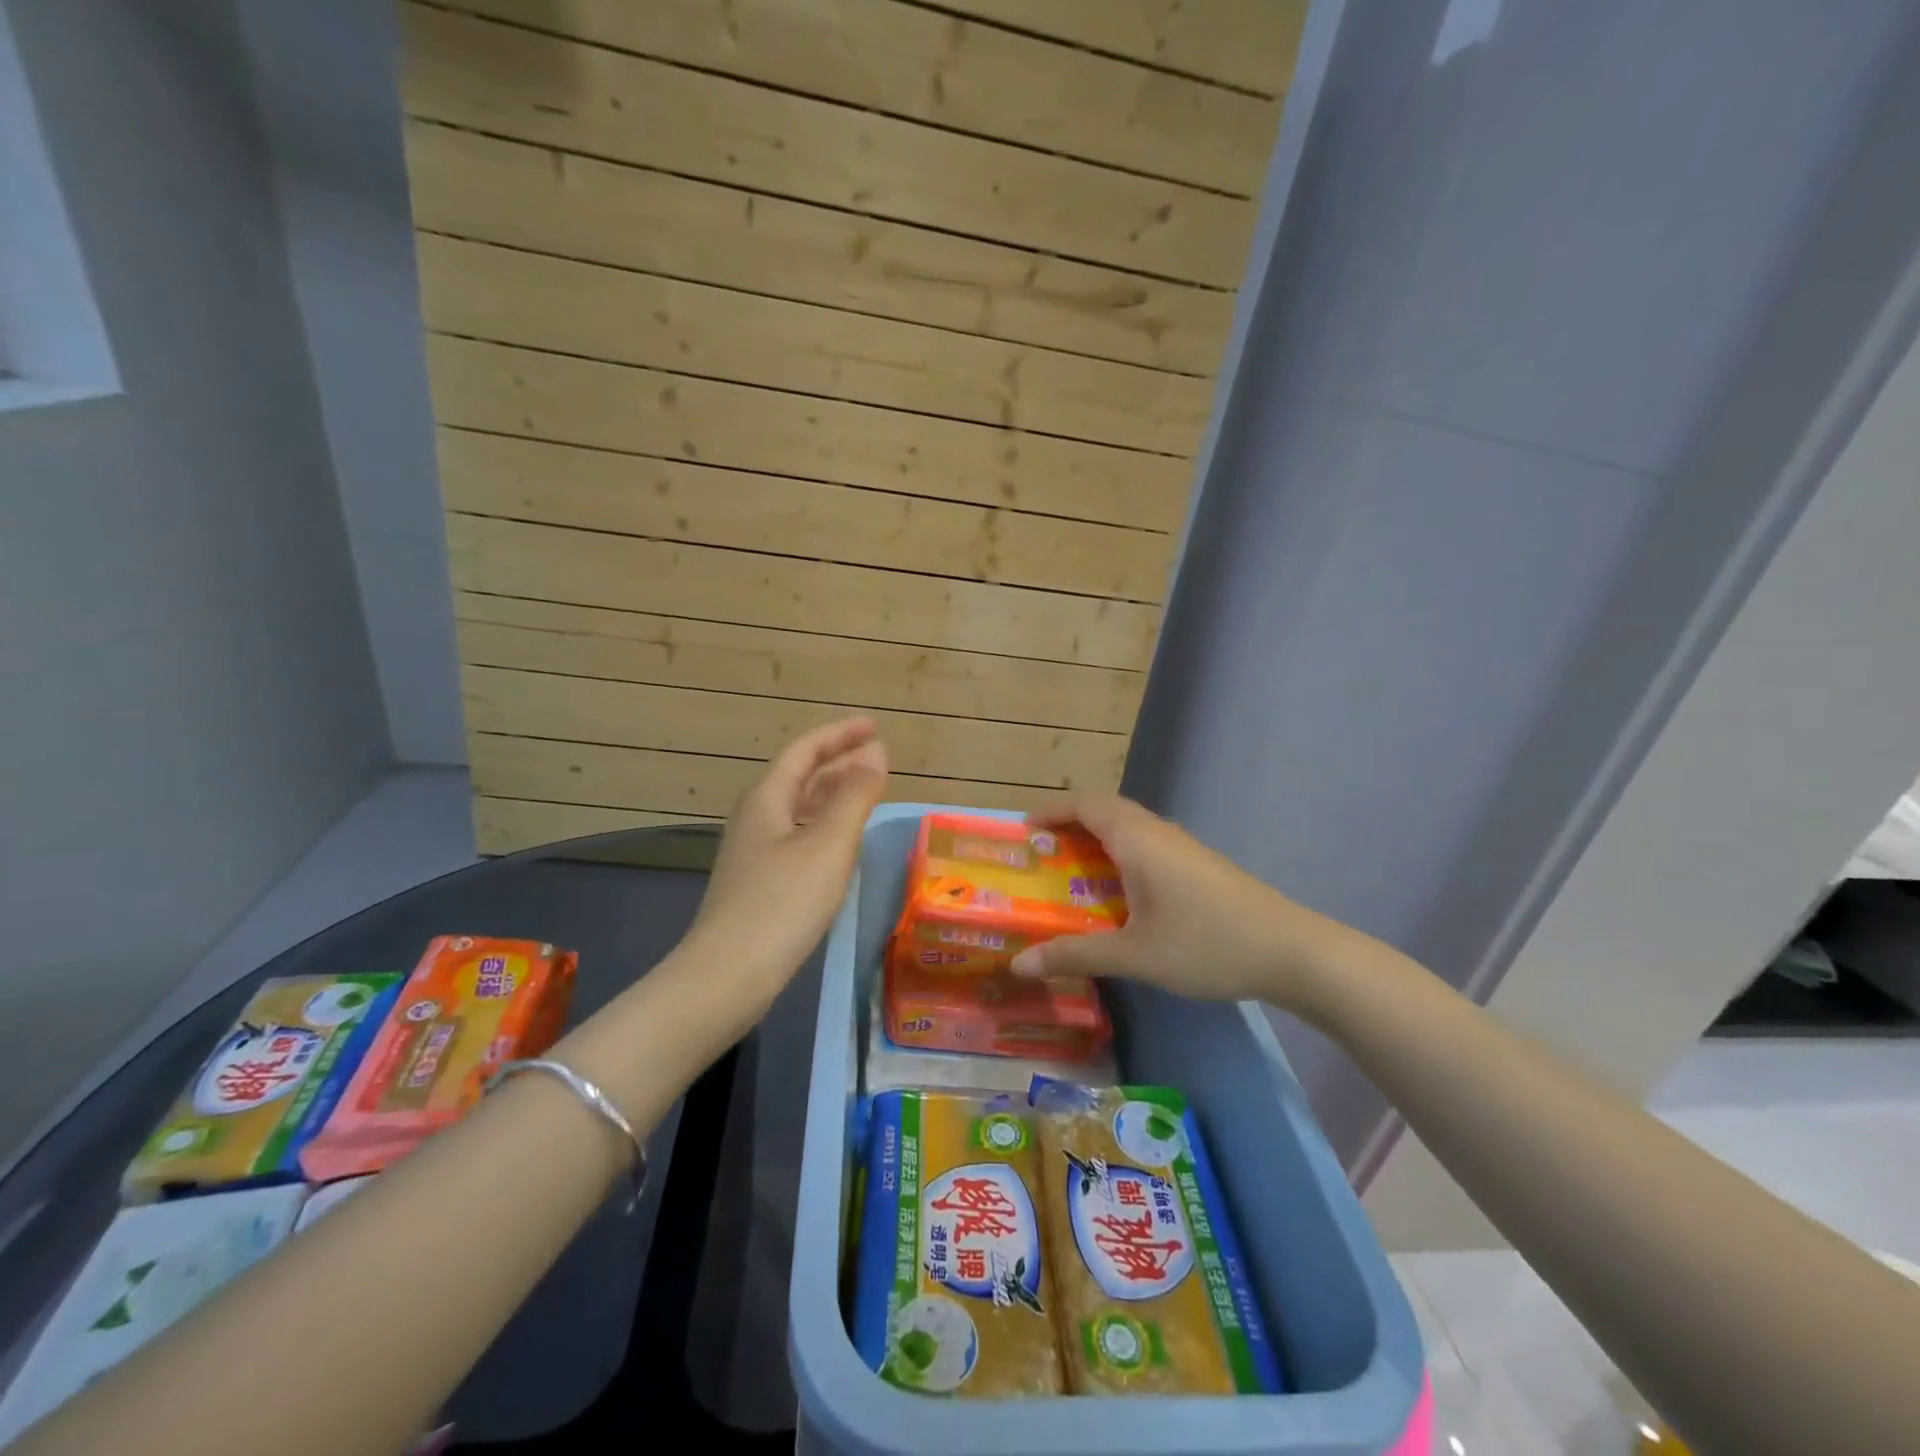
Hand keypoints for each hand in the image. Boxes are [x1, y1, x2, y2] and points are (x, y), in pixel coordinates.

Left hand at [682, 717, 888, 1009]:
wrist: (726, 977)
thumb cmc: (781, 904)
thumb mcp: (827, 845)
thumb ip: (854, 796)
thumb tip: (876, 753)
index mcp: (767, 799)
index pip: (805, 750)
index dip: (840, 734)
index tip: (874, 725)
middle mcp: (757, 818)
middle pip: (800, 777)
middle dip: (839, 762)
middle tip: (879, 759)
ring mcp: (755, 853)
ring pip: (799, 809)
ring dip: (833, 795)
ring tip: (868, 793)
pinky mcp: (760, 883)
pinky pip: (799, 838)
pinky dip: (826, 827)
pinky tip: (843, 845)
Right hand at [1008, 795, 1358, 1014]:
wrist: (1292, 952)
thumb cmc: (1206, 944)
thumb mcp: (1134, 955)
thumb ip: (1075, 954)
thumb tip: (1019, 964)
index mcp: (1137, 839)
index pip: (1085, 803)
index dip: (1051, 810)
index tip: (1023, 833)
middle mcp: (1158, 832)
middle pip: (1105, 811)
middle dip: (1069, 826)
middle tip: (1041, 858)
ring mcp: (1183, 847)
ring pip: (1129, 828)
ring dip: (1096, 842)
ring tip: (1071, 876)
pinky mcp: (1199, 866)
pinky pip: (1147, 846)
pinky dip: (1120, 857)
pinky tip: (1119, 896)